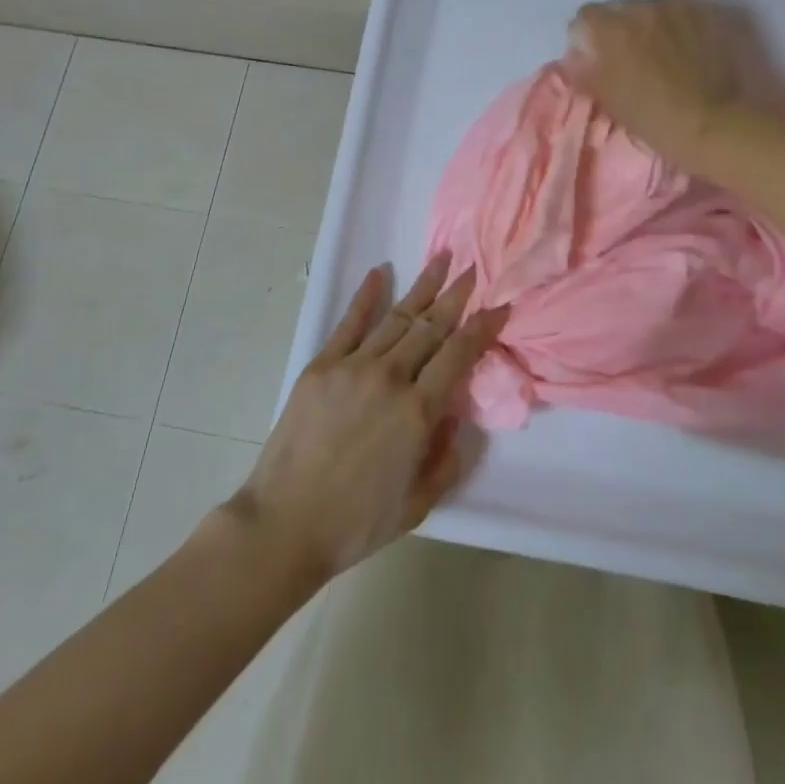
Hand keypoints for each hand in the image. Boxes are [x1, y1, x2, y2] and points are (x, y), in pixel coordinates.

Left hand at [229, 253, 508, 581]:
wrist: (285, 524)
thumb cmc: (356, 523)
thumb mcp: (418, 503)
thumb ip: (445, 458)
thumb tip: (452, 416)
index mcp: (418, 411)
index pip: (459, 354)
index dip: (482, 327)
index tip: (499, 307)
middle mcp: (391, 377)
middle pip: (431, 326)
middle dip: (456, 295)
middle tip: (474, 268)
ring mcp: (354, 366)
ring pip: (397, 317)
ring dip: (423, 286)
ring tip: (441, 259)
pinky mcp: (322, 365)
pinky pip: (350, 323)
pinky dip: (367, 295)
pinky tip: (380, 272)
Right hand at [565, 0, 755, 163]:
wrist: (719, 125)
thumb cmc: (658, 120)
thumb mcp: (612, 101)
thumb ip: (587, 72)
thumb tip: (575, 58)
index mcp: (613, 29)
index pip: (586, 16)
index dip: (588, 37)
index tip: (596, 58)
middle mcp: (644, 7)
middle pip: (621, 8)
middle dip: (621, 28)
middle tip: (631, 58)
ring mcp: (680, 7)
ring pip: (654, 7)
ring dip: (652, 24)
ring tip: (664, 52)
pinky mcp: (710, 13)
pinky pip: (684, 11)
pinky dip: (681, 25)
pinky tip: (690, 48)